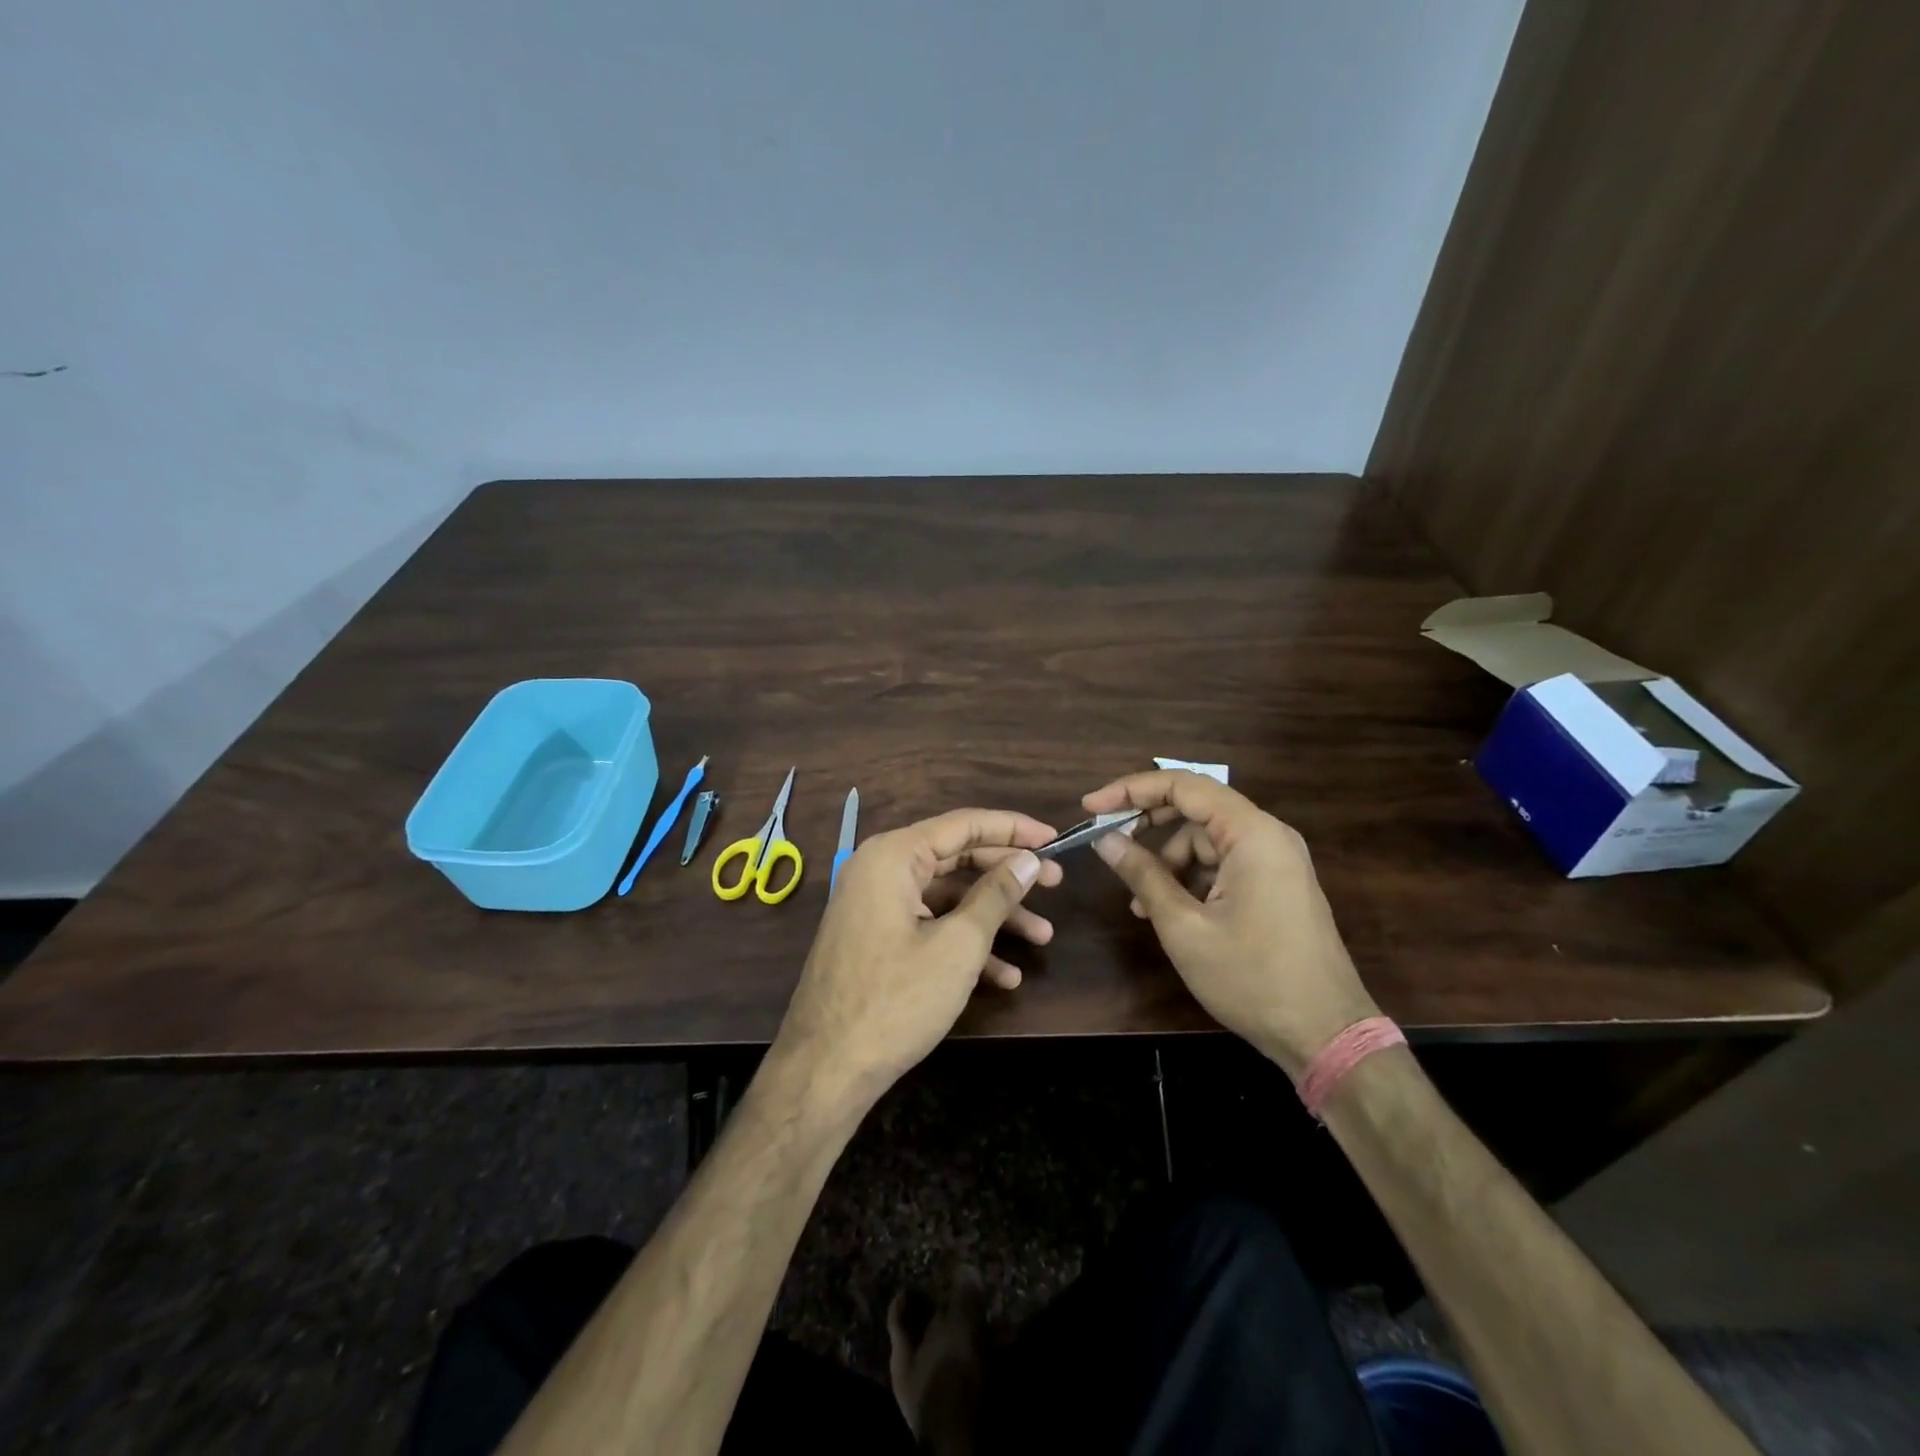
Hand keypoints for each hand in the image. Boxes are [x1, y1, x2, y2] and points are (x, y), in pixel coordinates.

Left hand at [771, 809, 1061, 1109]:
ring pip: (946, 896)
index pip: (963, 824)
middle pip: (957, 858)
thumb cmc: (896, 1000)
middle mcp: (880, 869)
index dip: (1013, 829)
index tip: (1055, 837)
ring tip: (1043, 937)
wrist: (825, 1069)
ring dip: (993, 916)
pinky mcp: (876, 938)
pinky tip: (1004, 975)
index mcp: (893, 856)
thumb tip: (1028, 860)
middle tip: (1056, 883)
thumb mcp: (957, 946)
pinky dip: (963, 942)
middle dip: (1008, 874)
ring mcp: (875, 905)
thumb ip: (996, 895)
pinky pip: (927, 924)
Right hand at [1083, 771, 1377, 1078]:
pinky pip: (1224, 864)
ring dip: (1168, 861)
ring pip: (1207, 840)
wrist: (1326, 1036)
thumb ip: (1143, 875)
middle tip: (1108, 843)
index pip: (1183, 786)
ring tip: (1139, 903)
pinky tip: (1169, 911)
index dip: (1131, 790)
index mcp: (1252, 834)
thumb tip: (1105, 840)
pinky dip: (1191, 878)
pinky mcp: (1277, 885)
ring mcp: (1277, 861)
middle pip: (1196, 808)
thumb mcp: (1184, 927)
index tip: (1091, 807)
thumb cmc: (1252, 978)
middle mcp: (1269, 836)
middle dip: (1148, 825)